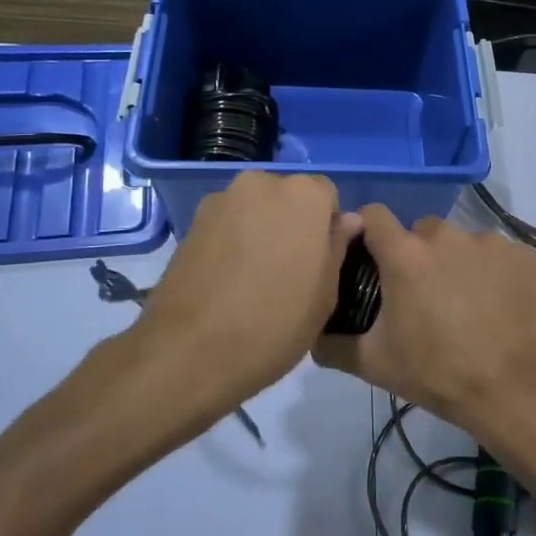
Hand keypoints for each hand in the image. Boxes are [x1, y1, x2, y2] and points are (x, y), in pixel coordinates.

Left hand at [117, 171, 361, 414]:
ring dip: (261, 231)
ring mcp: (221, 200)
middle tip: (290, 270)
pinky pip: (227, 225)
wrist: (189, 352)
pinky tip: (228, 281)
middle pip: (288, 198)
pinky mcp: (191, 222)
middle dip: (292, 224)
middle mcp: (261, 183)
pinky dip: (233, 242)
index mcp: (304, 195)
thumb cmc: (275, 322)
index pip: (327, 196)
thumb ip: (337, 246)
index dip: (326, 228)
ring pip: (255, 210)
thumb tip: (345, 221)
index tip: (320, 261)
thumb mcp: (325, 293)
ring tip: (255, 279)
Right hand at [312, 206, 535, 443]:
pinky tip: (498, 308)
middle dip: (417, 255)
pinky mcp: (524, 255)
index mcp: (406, 254)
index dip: (368, 231)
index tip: (370, 256)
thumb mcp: (375, 364)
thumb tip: (312, 335)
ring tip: (466, 306)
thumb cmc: (439, 374)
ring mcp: (490, 242)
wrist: (517, 390)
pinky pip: (498, 256)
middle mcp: (447, 236)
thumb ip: (333, 345)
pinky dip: (494, 274)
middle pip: (422, 231)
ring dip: (457, 264)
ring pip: (462, 243)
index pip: (374, 215)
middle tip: (423, 297)